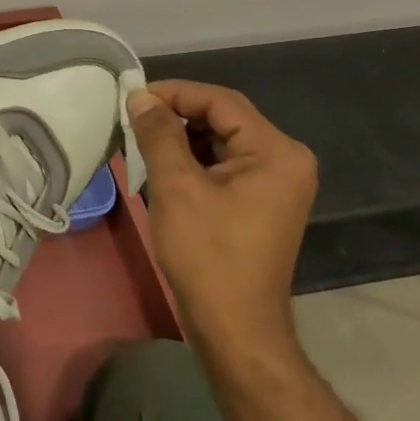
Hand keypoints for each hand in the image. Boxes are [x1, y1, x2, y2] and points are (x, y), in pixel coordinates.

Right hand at [127, 81, 316, 359]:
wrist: (234, 327)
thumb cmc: (207, 253)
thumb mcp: (176, 186)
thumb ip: (158, 133)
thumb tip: (139, 96)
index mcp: (277, 151)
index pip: (221, 101)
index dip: (175, 93)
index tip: (133, 97)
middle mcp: (286, 160)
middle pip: (224, 118)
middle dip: (177, 115)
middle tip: (134, 119)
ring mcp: (277, 183)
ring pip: (221, 141)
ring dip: (182, 137)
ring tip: (142, 141)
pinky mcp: (262, 201)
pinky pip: (225, 164)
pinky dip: (193, 160)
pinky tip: (162, 166)